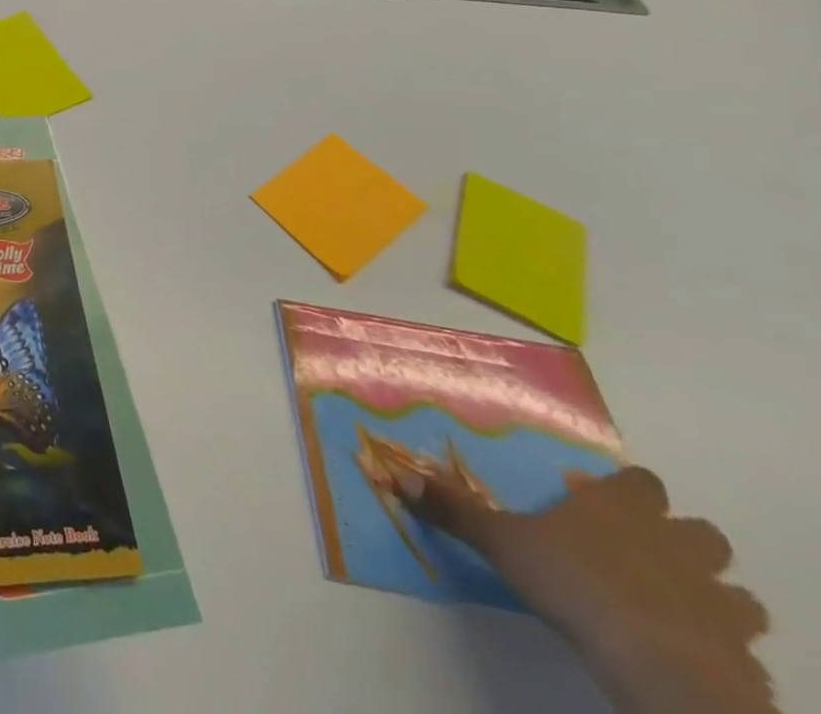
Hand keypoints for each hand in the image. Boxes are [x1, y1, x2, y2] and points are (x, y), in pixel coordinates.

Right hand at [399, 464, 776, 713]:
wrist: (658, 664)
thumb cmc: (574, 582)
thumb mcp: (500, 542)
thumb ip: (455, 510)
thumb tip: (395, 474)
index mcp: (621, 509)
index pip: (641, 483)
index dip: (628, 490)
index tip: (604, 502)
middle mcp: (676, 544)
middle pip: (701, 533)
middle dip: (683, 541)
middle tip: (645, 552)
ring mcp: (718, 602)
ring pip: (737, 593)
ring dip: (714, 596)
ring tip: (676, 608)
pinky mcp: (743, 656)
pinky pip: (743, 647)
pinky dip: (723, 648)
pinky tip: (689, 655)